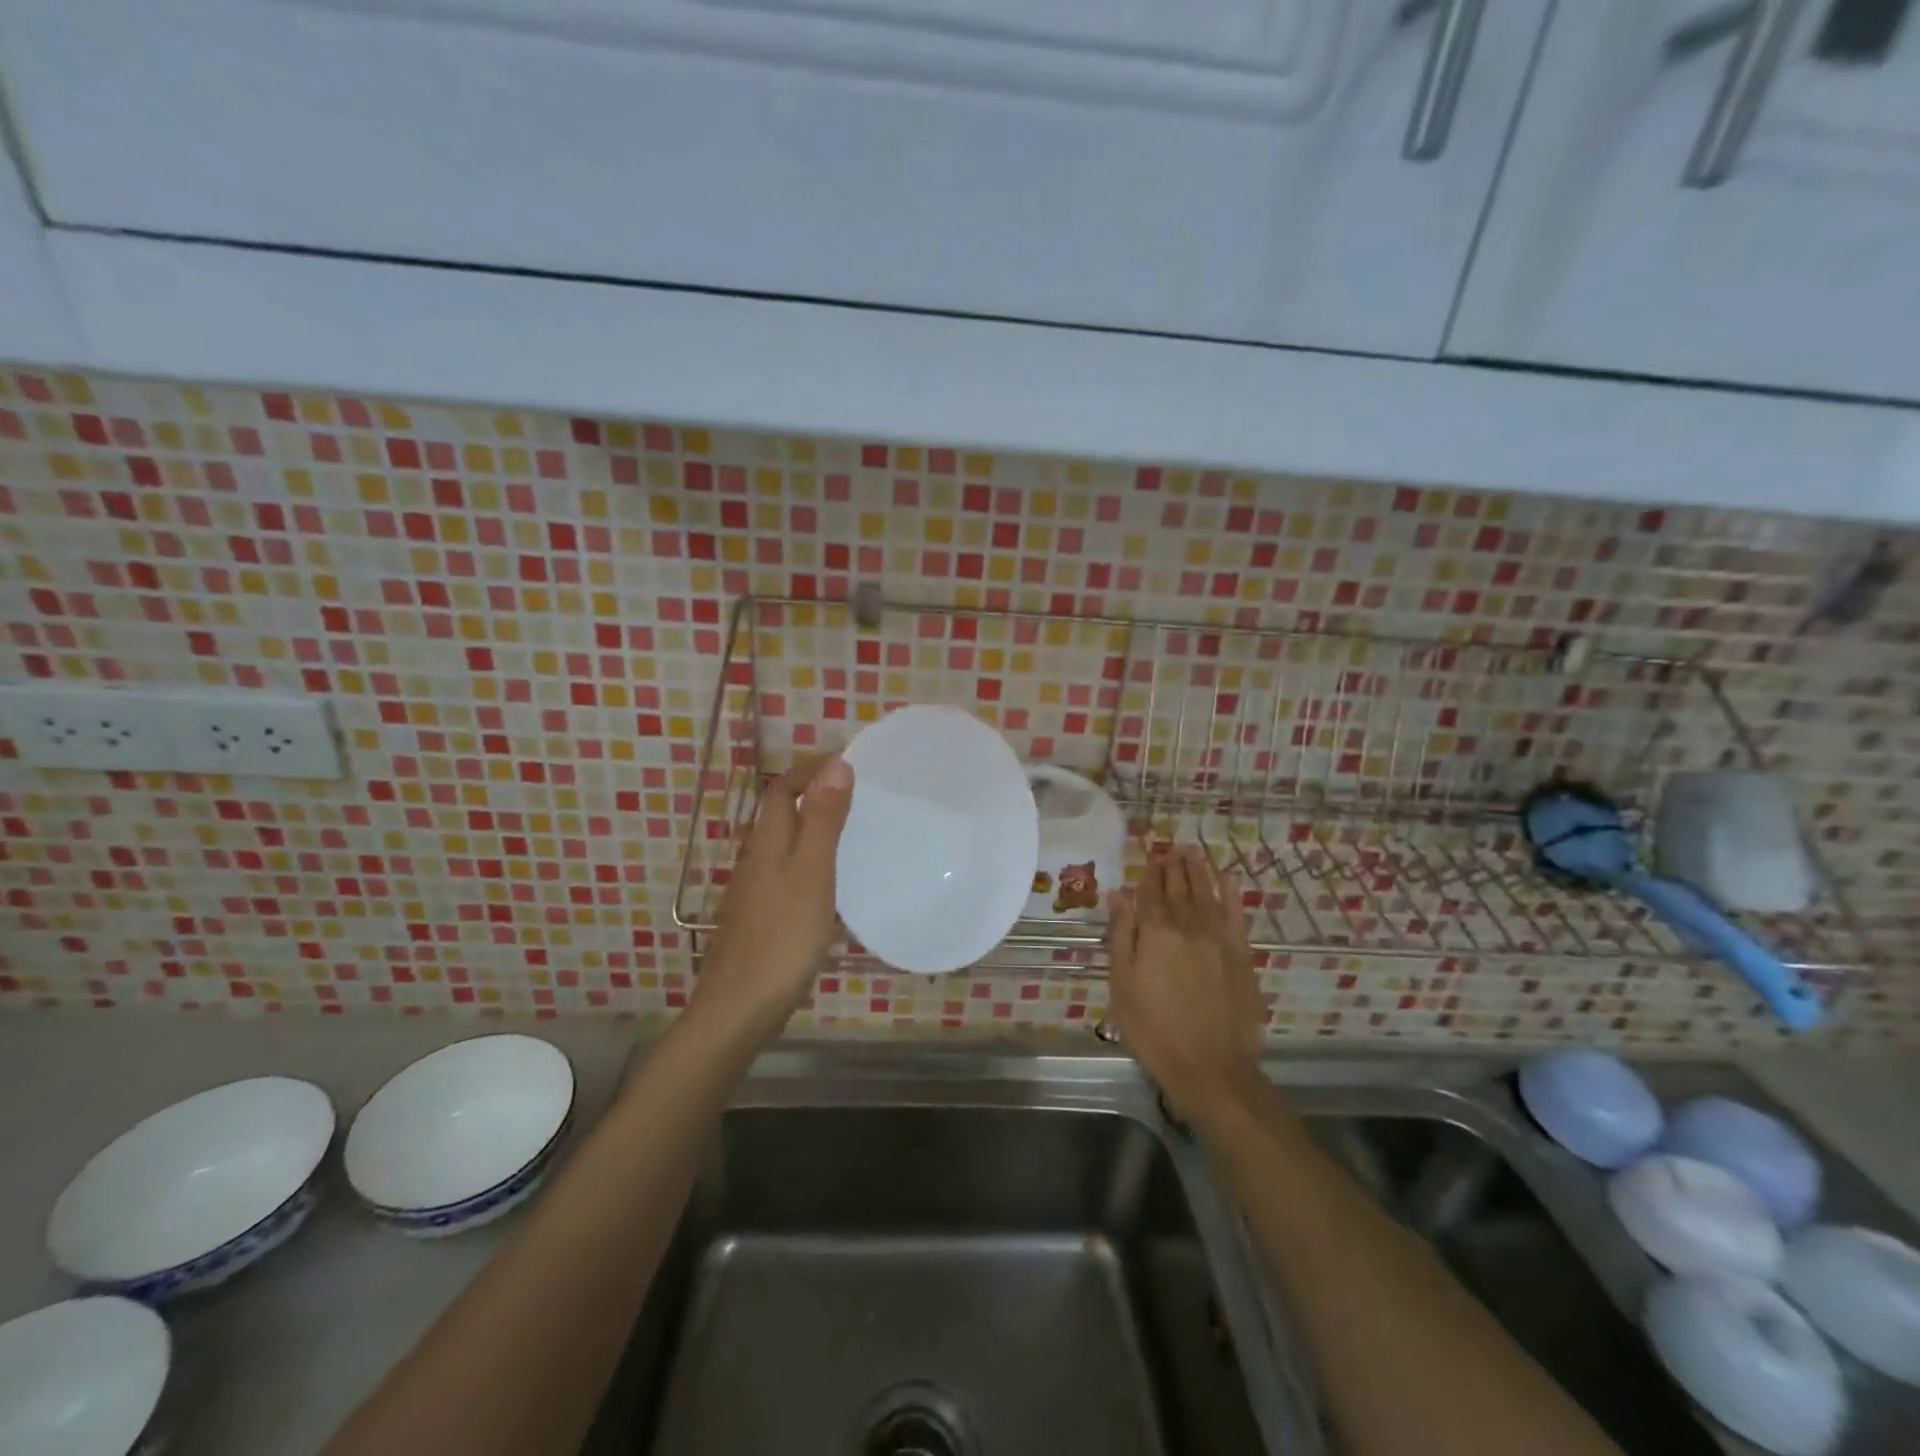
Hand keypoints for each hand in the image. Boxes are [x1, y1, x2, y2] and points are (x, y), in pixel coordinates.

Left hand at [690, 756, 853, 1045]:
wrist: (739, 1008)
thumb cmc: (782, 937)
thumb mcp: (812, 872)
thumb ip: (823, 820)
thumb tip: (836, 763)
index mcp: (767, 841)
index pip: (781, 788)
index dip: (809, 771)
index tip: (848, 766)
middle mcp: (755, 858)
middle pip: (779, 814)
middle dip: (812, 796)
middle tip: (857, 797)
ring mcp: (753, 891)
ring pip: (783, 844)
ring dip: (812, 829)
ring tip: (852, 834)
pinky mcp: (759, 918)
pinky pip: (785, 873)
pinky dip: (809, 862)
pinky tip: (830, 885)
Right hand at [1107, 845, 1264, 1120]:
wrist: (1210, 1067)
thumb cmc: (1153, 1030)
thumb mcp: (1122, 985)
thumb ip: (1122, 936)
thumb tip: (1118, 895)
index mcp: (1155, 933)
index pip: (1149, 893)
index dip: (1148, 873)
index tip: (1149, 855)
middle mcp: (1188, 926)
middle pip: (1179, 889)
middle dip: (1173, 866)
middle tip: (1171, 846)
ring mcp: (1218, 939)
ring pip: (1207, 894)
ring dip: (1200, 871)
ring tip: (1193, 851)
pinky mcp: (1241, 955)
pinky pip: (1236, 915)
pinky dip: (1232, 894)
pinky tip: (1229, 879)